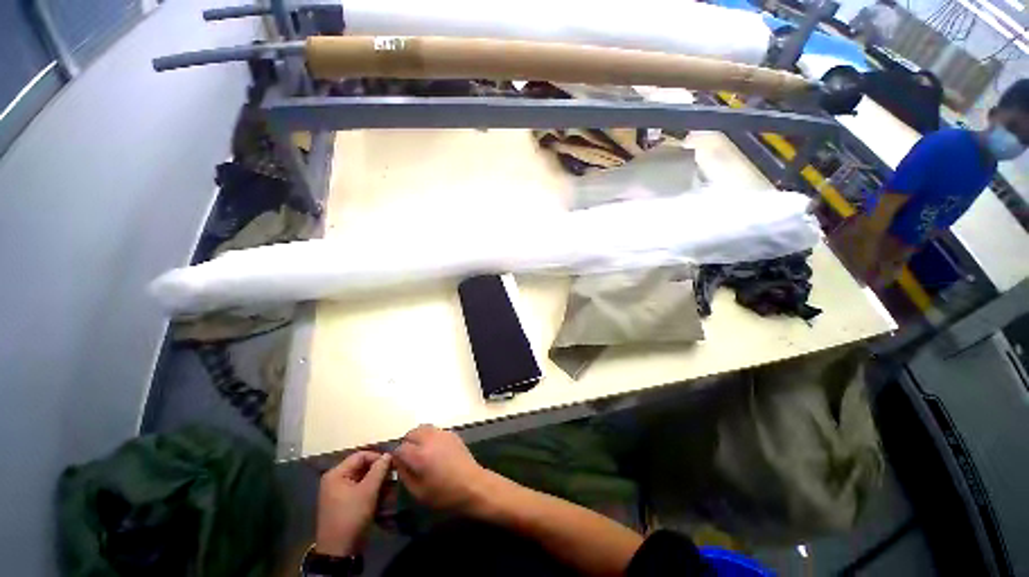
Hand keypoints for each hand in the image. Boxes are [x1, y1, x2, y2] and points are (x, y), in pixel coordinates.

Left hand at [315, 451, 391, 555]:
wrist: (339, 551)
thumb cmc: (351, 516)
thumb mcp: (368, 491)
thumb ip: (379, 470)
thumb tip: (389, 454)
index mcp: (336, 474)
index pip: (361, 456)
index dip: (378, 457)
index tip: (393, 464)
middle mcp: (335, 480)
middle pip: (362, 467)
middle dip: (379, 471)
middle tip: (393, 476)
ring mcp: (339, 492)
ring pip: (363, 478)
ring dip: (377, 482)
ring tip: (390, 487)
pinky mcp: (344, 503)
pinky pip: (360, 489)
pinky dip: (372, 491)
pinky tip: (383, 496)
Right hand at [393, 425, 490, 514]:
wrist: (472, 484)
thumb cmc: (444, 494)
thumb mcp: (418, 491)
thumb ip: (404, 474)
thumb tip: (398, 463)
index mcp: (419, 455)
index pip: (399, 448)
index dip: (396, 457)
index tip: (398, 465)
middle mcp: (429, 439)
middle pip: (411, 433)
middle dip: (406, 443)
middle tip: (409, 458)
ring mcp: (442, 434)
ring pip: (423, 428)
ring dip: (418, 437)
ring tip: (420, 452)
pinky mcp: (452, 433)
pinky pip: (435, 430)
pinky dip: (430, 436)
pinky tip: (434, 450)